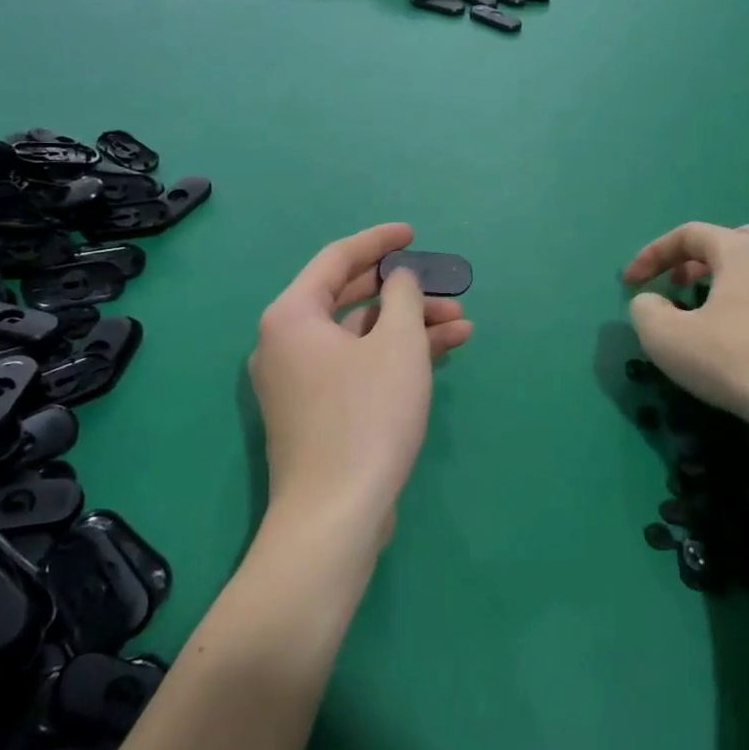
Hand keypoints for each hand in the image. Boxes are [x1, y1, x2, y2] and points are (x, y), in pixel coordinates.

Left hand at [250, 224, 472, 546]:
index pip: (336, 259)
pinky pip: (358, 367)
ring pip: (360, 337)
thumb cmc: (367, 416)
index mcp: (292, 315)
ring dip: (409, 327)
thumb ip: (404, 297)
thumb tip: (399, 279)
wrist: (335, 515)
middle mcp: (286, 343)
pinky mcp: (317, 413)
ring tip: (462, 323)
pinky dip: (394, 358)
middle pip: (350, 298)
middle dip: (403, 292)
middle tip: (445, 286)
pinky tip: (443, 352)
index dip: (378, 241)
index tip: (412, 233)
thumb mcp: (398, 345)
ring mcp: (299, 382)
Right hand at [623, 222, 748, 444]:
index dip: (653, 254)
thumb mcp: (666, 339)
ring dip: (742, 278)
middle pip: (737, 240)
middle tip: (681, 287)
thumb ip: (645, 311)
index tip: (630, 283)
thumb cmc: (737, 363)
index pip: (690, 234)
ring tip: (725, 308)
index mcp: (744, 251)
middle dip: (701, 259)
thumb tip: (651, 302)